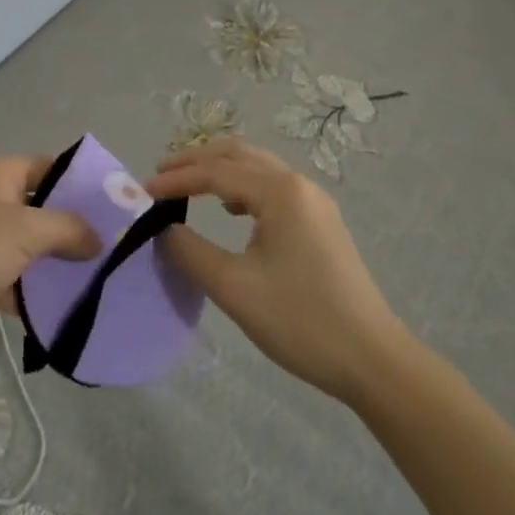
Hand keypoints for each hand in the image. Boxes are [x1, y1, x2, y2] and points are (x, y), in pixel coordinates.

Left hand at [0, 155, 102, 352]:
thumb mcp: (26, 231)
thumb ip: (68, 229)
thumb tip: (98, 239)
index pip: (49, 168)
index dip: (81, 185)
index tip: (116, 207)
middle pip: (42, 208)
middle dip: (74, 228)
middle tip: (113, 246)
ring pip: (29, 245)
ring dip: (56, 262)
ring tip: (98, 278)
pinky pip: (14, 276)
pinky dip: (34, 290)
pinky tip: (65, 306)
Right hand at [149, 139, 408, 402]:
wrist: (373, 359)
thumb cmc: (301, 320)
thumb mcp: (234, 287)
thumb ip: (191, 251)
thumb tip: (163, 229)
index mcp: (280, 191)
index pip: (215, 172)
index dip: (176, 179)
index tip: (141, 193)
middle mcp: (298, 184)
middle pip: (237, 154)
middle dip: (195, 160)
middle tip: (159, 176)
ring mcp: (313, 201)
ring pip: (257, 166)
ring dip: (219, 169)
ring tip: (186, 186)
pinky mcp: (320, 221)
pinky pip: (272, 186)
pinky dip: (242, 186)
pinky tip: (230, 210)